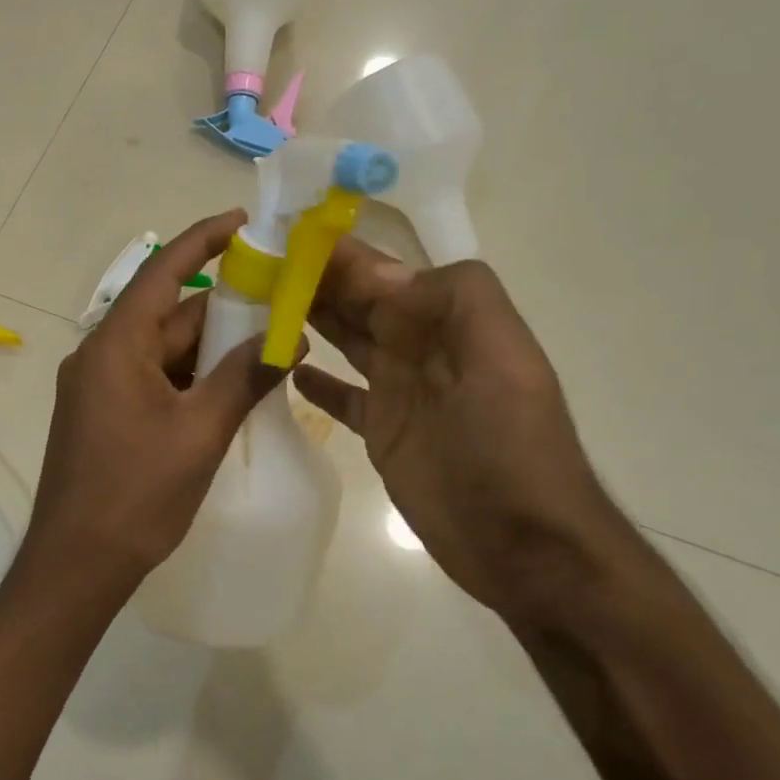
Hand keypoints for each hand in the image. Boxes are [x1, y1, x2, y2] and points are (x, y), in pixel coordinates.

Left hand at [24, 210, 290, 592]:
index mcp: (117, 345)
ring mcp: (99, 386)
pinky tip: (230, 386)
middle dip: (224, 307)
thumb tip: (288, 337)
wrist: (77, 564)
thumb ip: (245, 377)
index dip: (204, 240)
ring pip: (163, 349)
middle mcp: (101, 354)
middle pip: (168, 313)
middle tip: (280, 300)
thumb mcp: (200, 431)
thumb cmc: (137, 493)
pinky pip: (153, 377)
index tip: (245, 221)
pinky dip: (190, 376)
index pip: (163, 271)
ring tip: (268, 344)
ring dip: (210, 347)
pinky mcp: (103, 414)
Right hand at [292, 239, 625, 618]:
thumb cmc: (510, 448)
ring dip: (309, 319)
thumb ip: (455, 300)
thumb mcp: (502, 361)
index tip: (284, 236)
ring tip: (260, 306)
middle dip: (313, 281)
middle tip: (256, 269)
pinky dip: (319, 382)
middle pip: (359, 302)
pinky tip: (288, 368)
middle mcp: (421, 347)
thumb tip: (380, 272)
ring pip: (347, 341)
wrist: (524, 544)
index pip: (383, 273)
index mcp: (448, 322)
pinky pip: (344, 397)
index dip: (339, 253)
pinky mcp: (383, 433)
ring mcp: (400, 391)